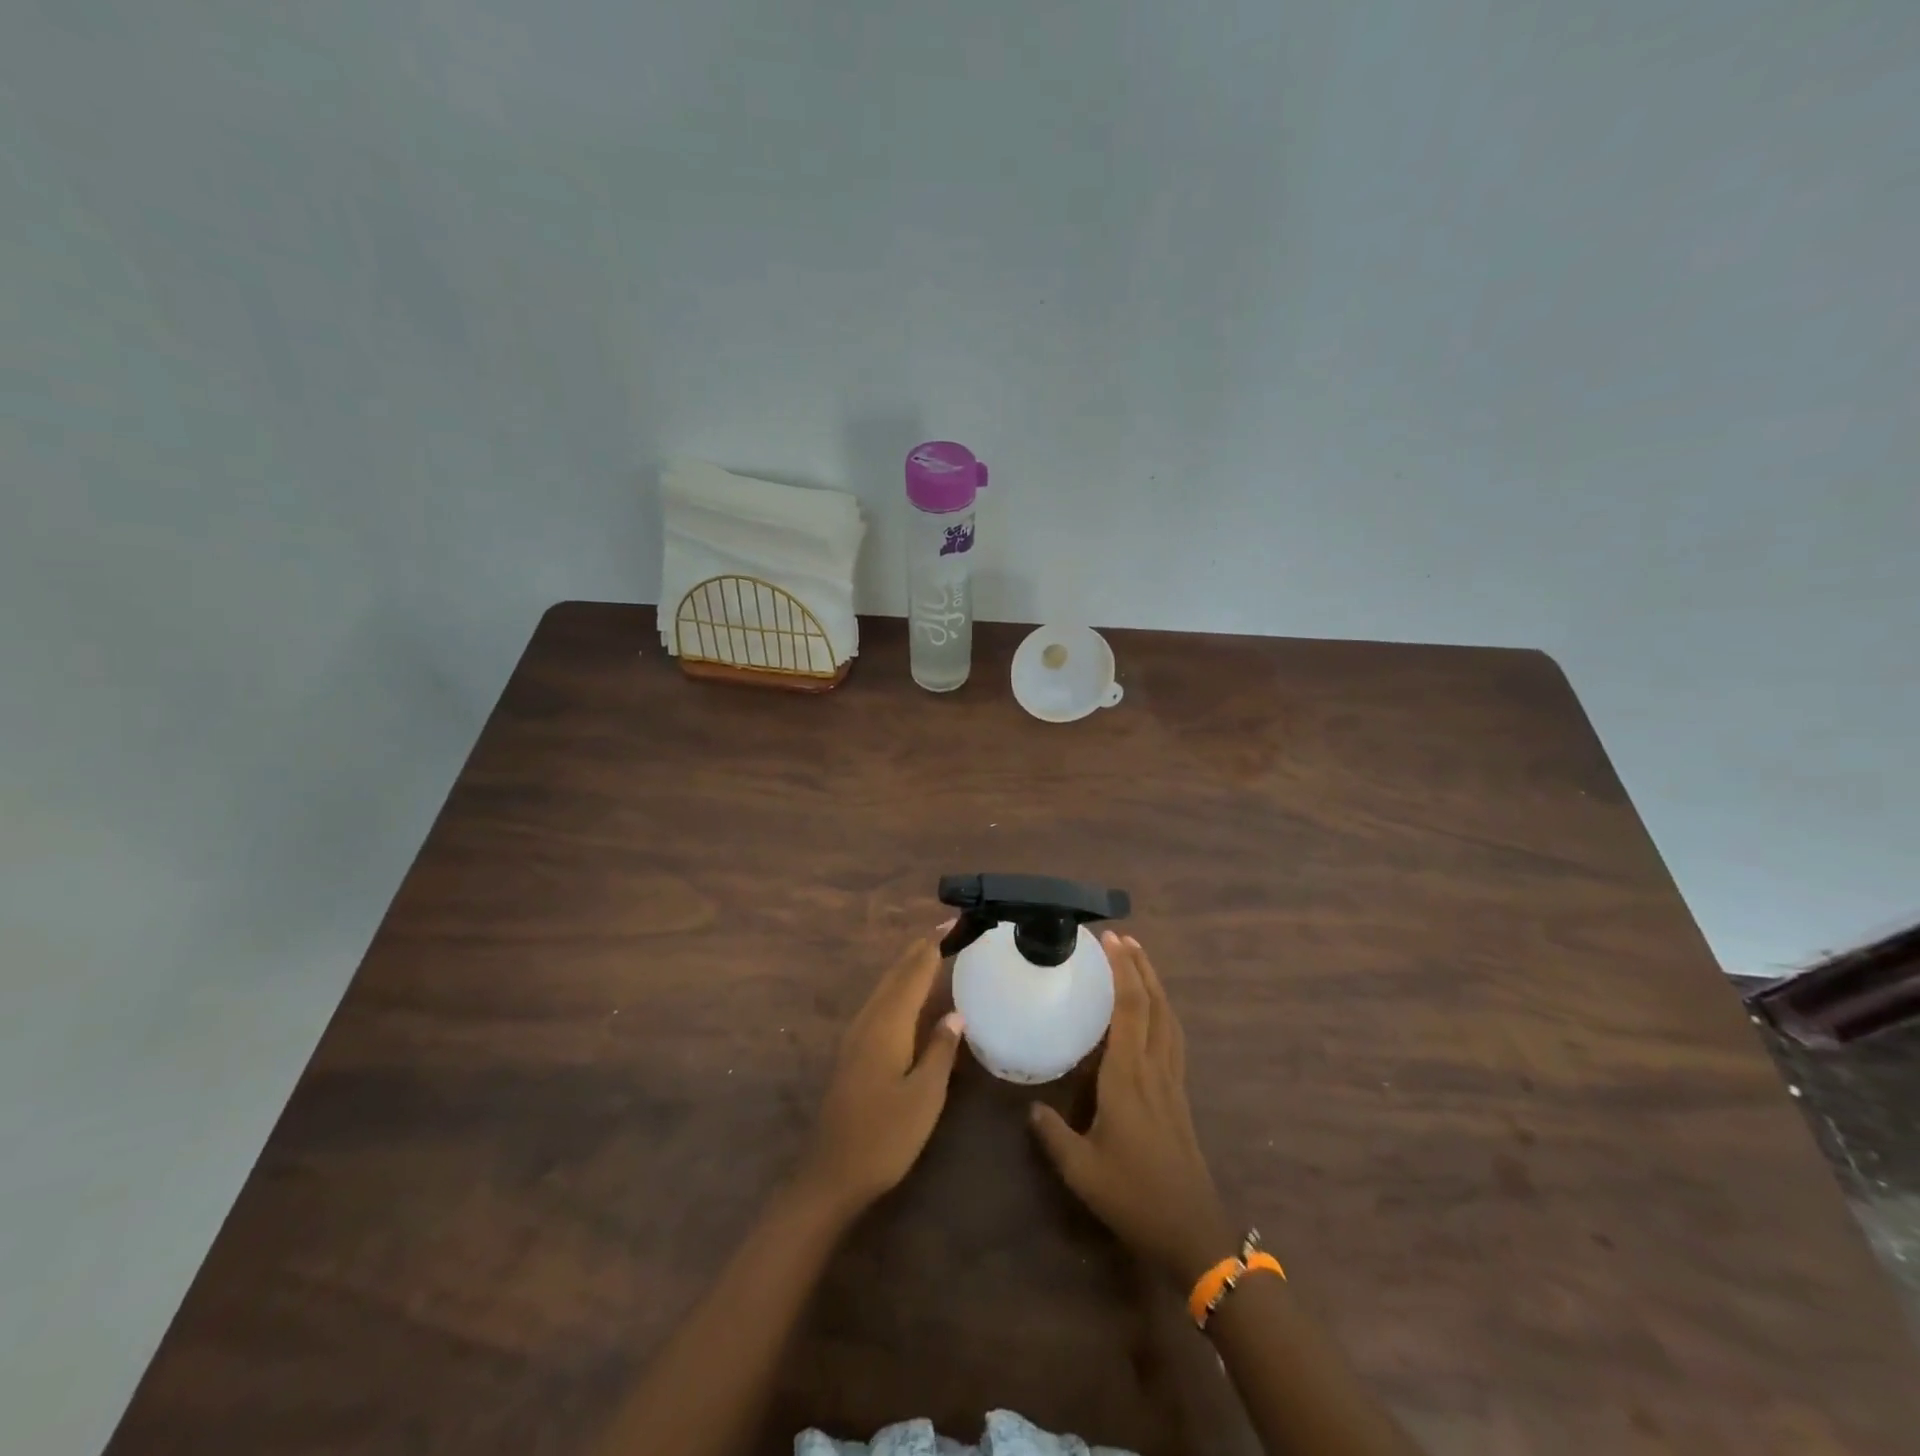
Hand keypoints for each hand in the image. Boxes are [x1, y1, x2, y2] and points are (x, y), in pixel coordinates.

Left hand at [797, 927, 964, 1216]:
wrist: (831, 1174)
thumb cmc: (885, 1137)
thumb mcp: (924, 1096)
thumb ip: (940, 1050)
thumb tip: (955, 1014)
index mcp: (888, 1025)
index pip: (913, 973)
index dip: (933, 946)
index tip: (953, 922)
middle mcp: (868, 1020)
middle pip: (896, 974)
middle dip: (920, 949)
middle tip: (948, 930)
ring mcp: (856, 1035)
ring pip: (885, 987)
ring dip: (908, 966)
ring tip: (933, 952)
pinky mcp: (852, 1051)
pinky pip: (880, 1003)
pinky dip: (899, 987)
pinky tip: (910, 997)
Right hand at [1029, 933, 1235, 1284]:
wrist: (1191, 1230)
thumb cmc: (1132, 1195)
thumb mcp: (1081, 1169)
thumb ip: (1052, 1133)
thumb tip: (1032, 1106)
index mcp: (1129, 1076)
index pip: (1129, 1009)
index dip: (1122, 970)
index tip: (1109, 940)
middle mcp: (1154, 1068)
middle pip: (1154, 1004)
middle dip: (1140, 966)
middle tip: (1123, 937)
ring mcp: (1172, 1080)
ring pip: (1168, 1018)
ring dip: (1155, 984)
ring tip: (1139, 961)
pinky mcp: (1179, 1094)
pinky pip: (1173, 1037)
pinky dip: (1163, 1011)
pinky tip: (1154, 1013)